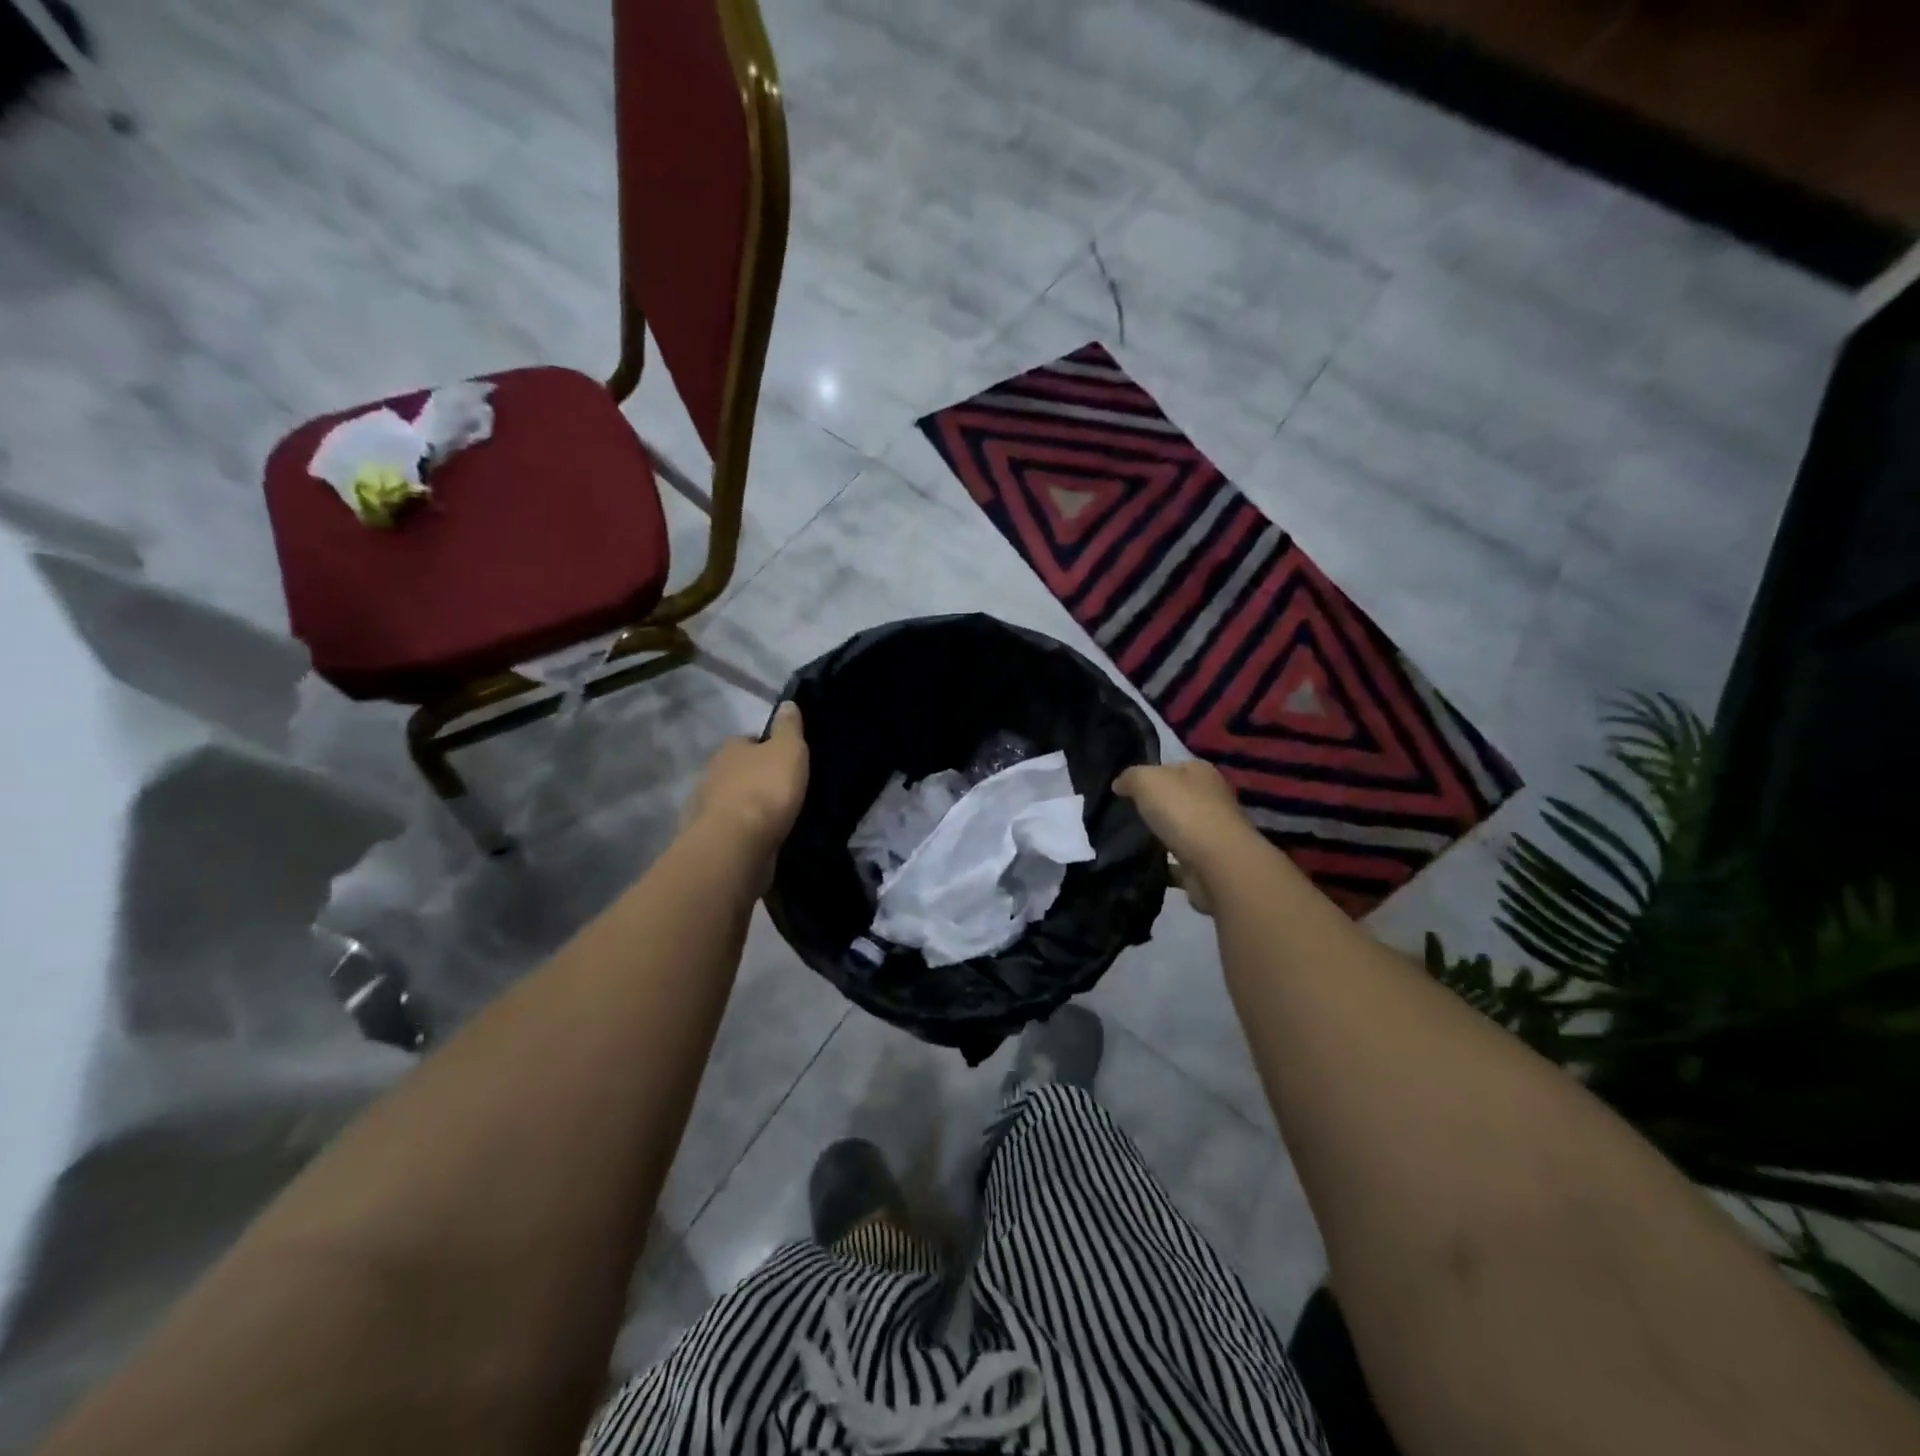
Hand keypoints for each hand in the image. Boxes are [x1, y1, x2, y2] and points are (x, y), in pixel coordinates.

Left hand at [684, 701, 809, 864]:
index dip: (766, 748)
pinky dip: (744, 830)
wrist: (735, 844)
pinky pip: (731, 828)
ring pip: (732, 801)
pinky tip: (762, 837)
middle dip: (755, 778)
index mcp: (729, 748)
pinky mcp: (709, 838)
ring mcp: (705, 808)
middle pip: (738, 771)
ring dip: (749, 806)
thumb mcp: (788, 750)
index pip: (748, 741)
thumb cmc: (765, 789)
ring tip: (775, 816)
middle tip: (782, 789)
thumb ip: (788, 727)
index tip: (784, 759)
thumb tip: (787, 704)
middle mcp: (711, 774)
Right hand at [1114, 760, 1255, 915]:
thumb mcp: (1146, 780)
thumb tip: (1119, 784)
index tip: (1125, 790)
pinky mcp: (1209, 862)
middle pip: (1177, 798)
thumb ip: (1130, 777)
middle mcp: (1212, 798)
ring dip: (1160, 835)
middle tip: (1124, 815)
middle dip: (1154, 806)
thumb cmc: (1184, 811)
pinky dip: (1166, 863)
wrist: (1218, 863)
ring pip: (1179, 829)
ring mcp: (1213, 832)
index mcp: (1201, 772)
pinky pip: (1180, 859)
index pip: (1171, 767)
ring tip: (1130, 840)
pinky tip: (1145, 864)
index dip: (1148, 775)